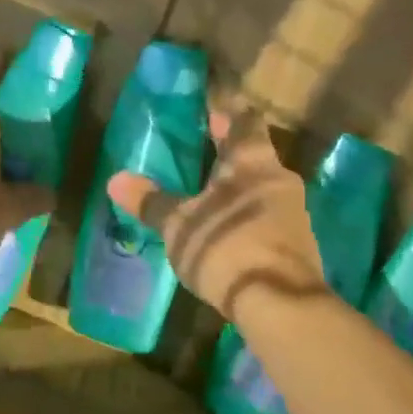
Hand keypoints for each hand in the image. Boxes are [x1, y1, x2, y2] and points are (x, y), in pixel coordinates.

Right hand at [108, 101, 325, 319]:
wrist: (281, 305)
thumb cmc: (226, 246)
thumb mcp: (178, 224)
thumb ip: (151, 201)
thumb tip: (115, 179)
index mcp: (253, 160)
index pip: (245, 120)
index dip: (227, 112)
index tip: (209, 108)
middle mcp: (279, 178)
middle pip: (254, 153)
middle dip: (228, 151)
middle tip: (199, 148)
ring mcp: (293, 212)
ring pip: (261, 185)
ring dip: (238, 185)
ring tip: (207, 191)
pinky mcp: (297, 243)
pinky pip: (267, 215)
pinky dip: (245, 213)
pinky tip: (225, 227)